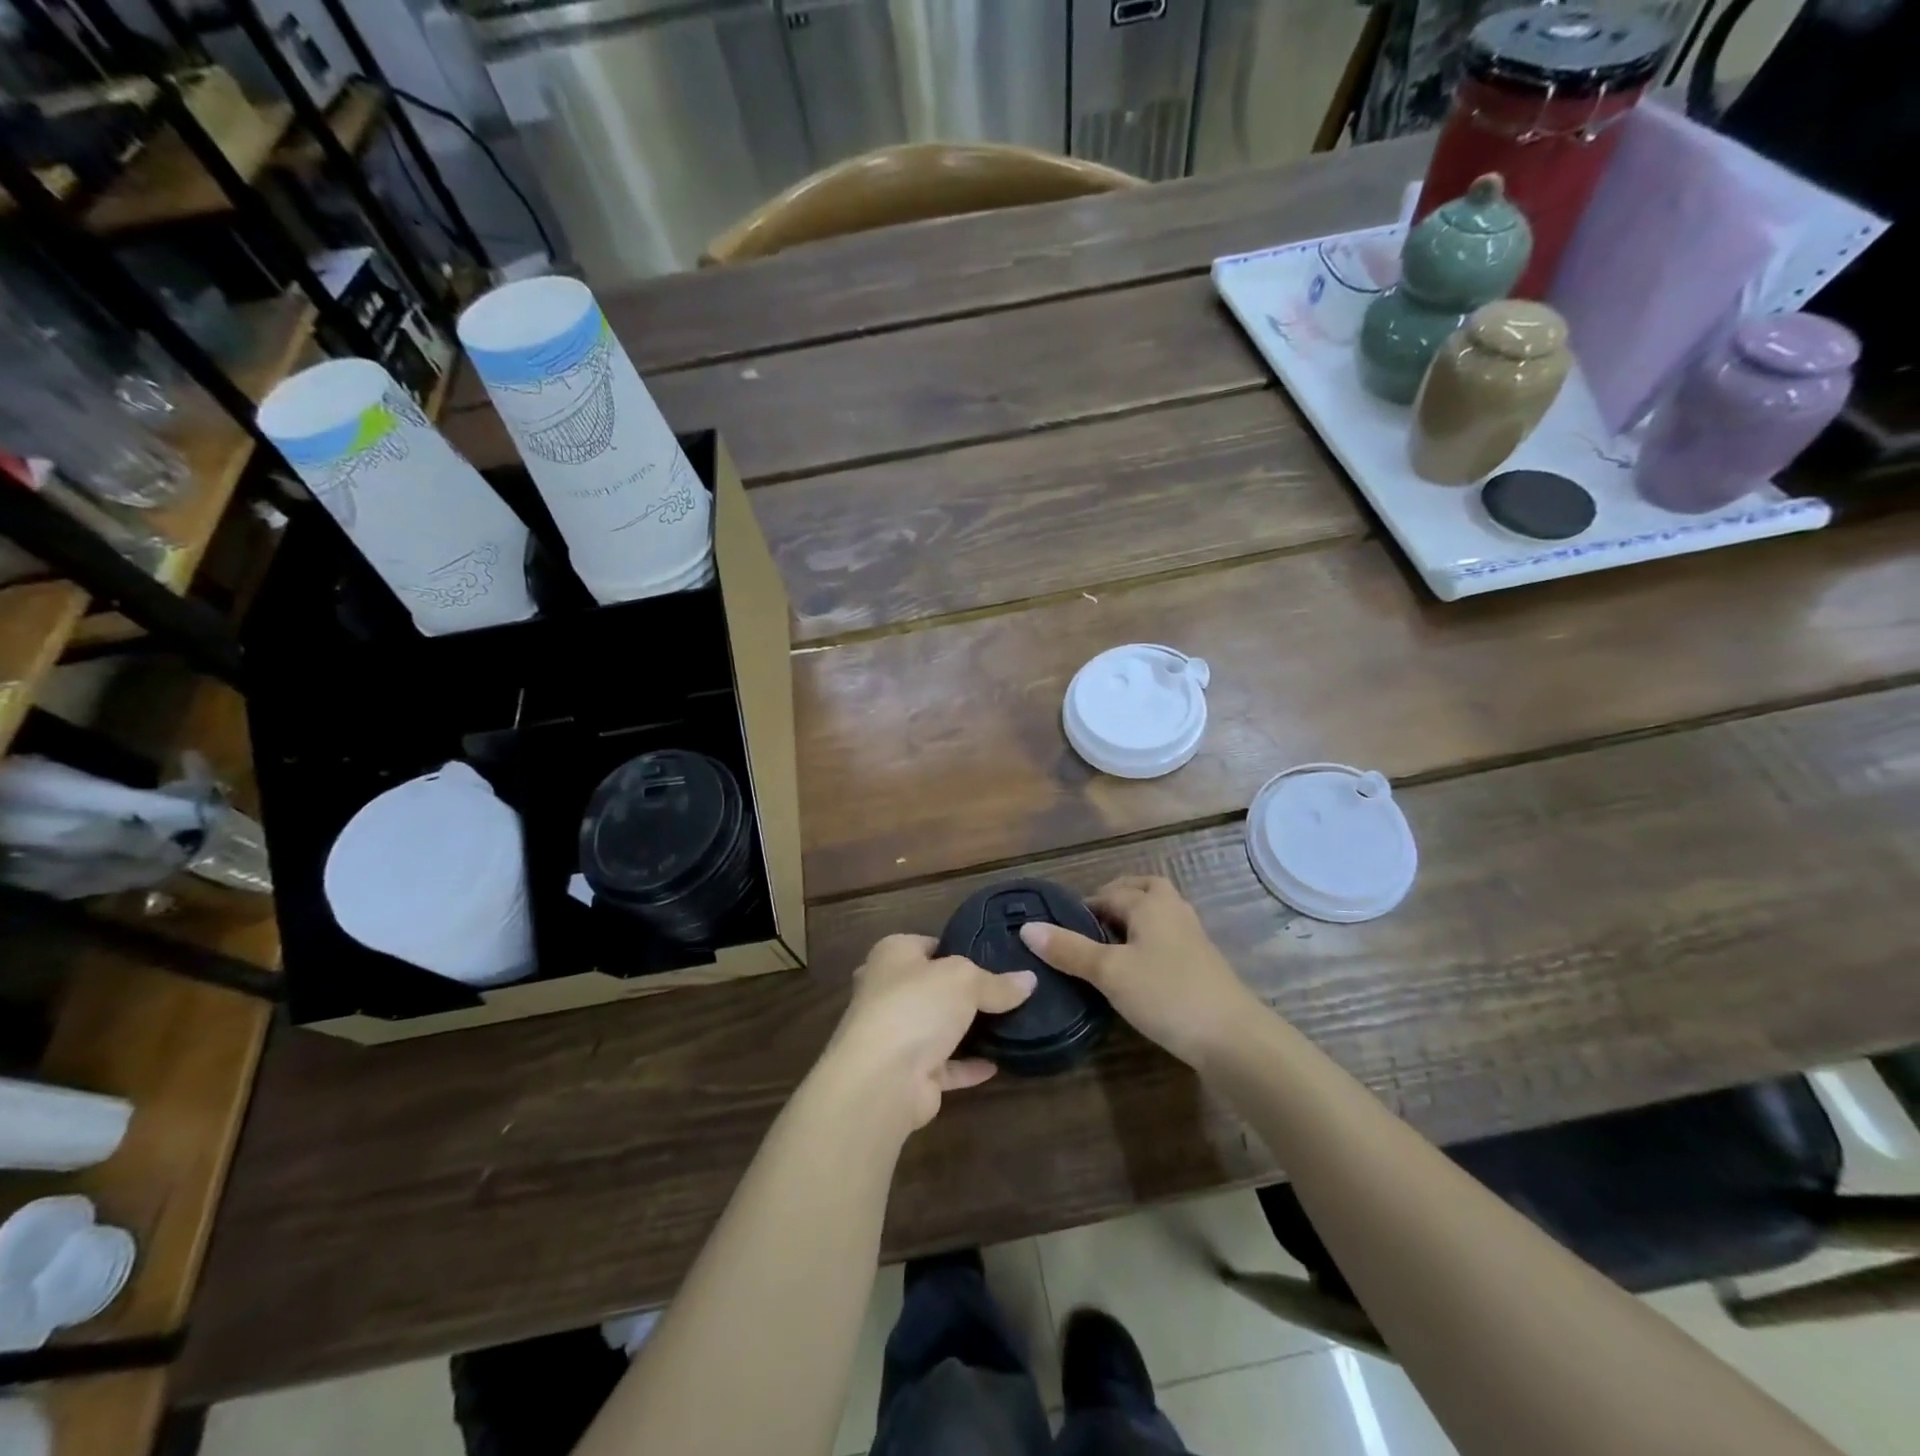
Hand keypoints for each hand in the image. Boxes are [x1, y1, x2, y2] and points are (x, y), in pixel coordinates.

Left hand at [820, 934, 1035, 1133]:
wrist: (882, 1079)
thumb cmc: (917, 1006)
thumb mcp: (965, 980)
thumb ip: (996, 982)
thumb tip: (1029, 980)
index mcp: (892, 955)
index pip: (929, 945)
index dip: (959, 949)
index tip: (995, 959)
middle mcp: (887, 991)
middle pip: (932, 987)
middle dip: (962, 992)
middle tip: (1006, 992)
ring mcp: (894, 1034)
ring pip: (937, 1027)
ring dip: (965, 1031)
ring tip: (1008, 1025)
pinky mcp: (906, 1073)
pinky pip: (944, 1065)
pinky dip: (967, 1066)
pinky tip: (998, 1063)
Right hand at [1019, 875, 1257, 1067]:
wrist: (1233, 1038)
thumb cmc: (1166, 994)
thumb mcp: (1109, 972)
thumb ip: (1069, 949)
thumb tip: (1027, 927)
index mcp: (1150, 903)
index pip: (1108, 893)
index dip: (1083, 907)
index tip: (1060, 930)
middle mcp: (1173, 910)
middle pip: (1141, 891)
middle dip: (1114, 900)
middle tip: (1088, 926)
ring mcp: (1192, 936)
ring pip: (1157, 914)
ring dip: (1133, 921)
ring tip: (1108, 946)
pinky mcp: (1201, 963)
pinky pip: (1167, 937)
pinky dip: (1148, 942)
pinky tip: (1136, 970)